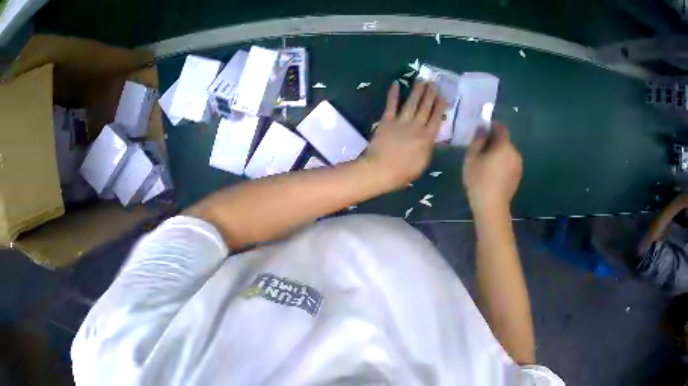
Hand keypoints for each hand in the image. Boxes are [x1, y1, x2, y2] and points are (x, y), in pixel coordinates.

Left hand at [362, 81, 446, 189]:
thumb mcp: (423, 163)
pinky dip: (393, 94)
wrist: (381, 170)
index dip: (440, 107)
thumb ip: (429, 148)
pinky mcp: (387, 121)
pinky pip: (391, 105)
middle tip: (434, 82)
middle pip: (425, 108)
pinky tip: (396, 83)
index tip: (443, 96)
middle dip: (430, 94)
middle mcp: (416, 126)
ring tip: (422, 80)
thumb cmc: (403, 172)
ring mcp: (401, 122)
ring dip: (417, 91)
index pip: (436, 119)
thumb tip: (433, 137)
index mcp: (427, 138)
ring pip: (412, 103)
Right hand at [463, 123, 522, 214]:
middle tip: (481, 149)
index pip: (501, 128)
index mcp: (504, 146)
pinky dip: (503, 164)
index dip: (493, 126)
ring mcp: (518, 165)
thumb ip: (477, 140)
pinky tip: (494, 173)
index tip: (483, 130)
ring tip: (487, 163)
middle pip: (505, 141)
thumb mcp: (472, 158)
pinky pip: (510, 163)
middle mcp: (515, 153)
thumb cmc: (479, 180)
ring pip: (508, 153)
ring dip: (499, 154)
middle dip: (495, 142)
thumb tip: (482, 128)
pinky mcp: (518, 176)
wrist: (492, 207)